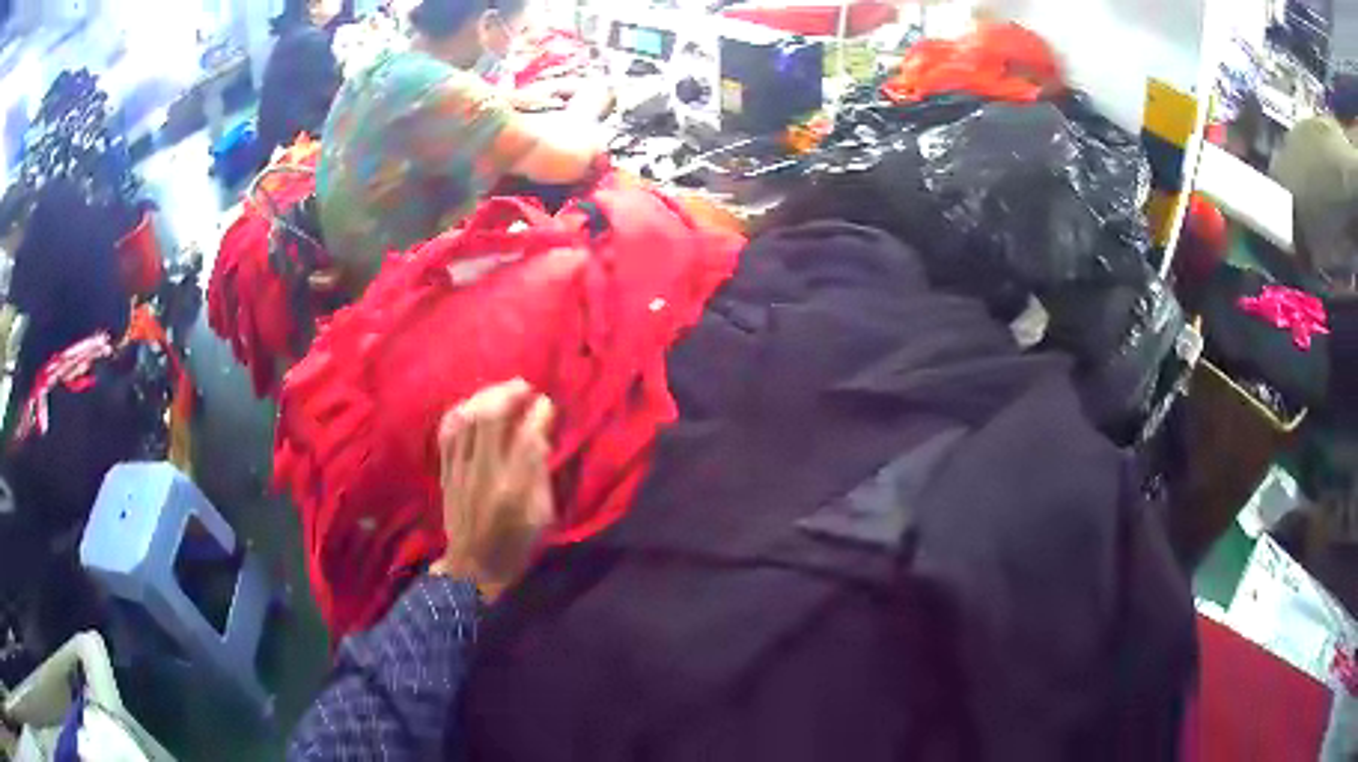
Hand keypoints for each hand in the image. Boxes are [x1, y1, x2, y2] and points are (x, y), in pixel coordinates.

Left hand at [430, 379, 555, 601]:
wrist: (472, 569)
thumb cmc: (515, 545)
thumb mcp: (541, 516)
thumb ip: (540, 474)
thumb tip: (539, 436)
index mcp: (513, 490)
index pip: (526, 439)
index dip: (538, 414)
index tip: (547, 403)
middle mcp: (483, 474)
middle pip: (489, 419)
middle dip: (507, 394)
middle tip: (524, 386)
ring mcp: (459, 471)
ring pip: (465, 419)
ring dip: (484, 397)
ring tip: (501, 391)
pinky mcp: (444, 472)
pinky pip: (447, 432)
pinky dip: (460, 411)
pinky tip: (471, 405)